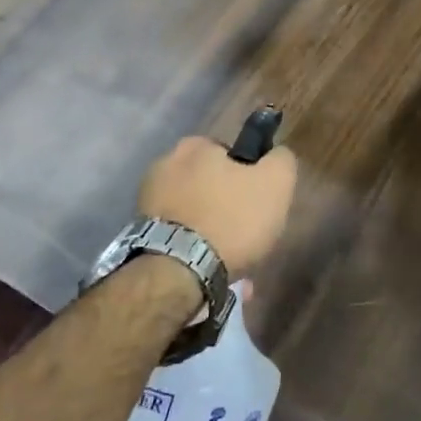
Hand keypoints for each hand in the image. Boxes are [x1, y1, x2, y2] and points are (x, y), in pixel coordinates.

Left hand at [139, 136, 296, 277]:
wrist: (178, 273)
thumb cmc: (231, 219)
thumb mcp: (276, 183)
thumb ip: (281, 160)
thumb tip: (276, 155)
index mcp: (195, 146)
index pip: (230, 153)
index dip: (248, 176)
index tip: (257, 202)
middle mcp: (164, 165)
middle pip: (209, 183)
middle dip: (226, 205)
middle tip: (245, 233)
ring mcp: (146, 201)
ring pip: (194, 212)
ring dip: (210, 230)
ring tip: (230, 260)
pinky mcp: (140, 235)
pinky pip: (178, 236)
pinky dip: (193, 248)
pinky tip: (209, 269)